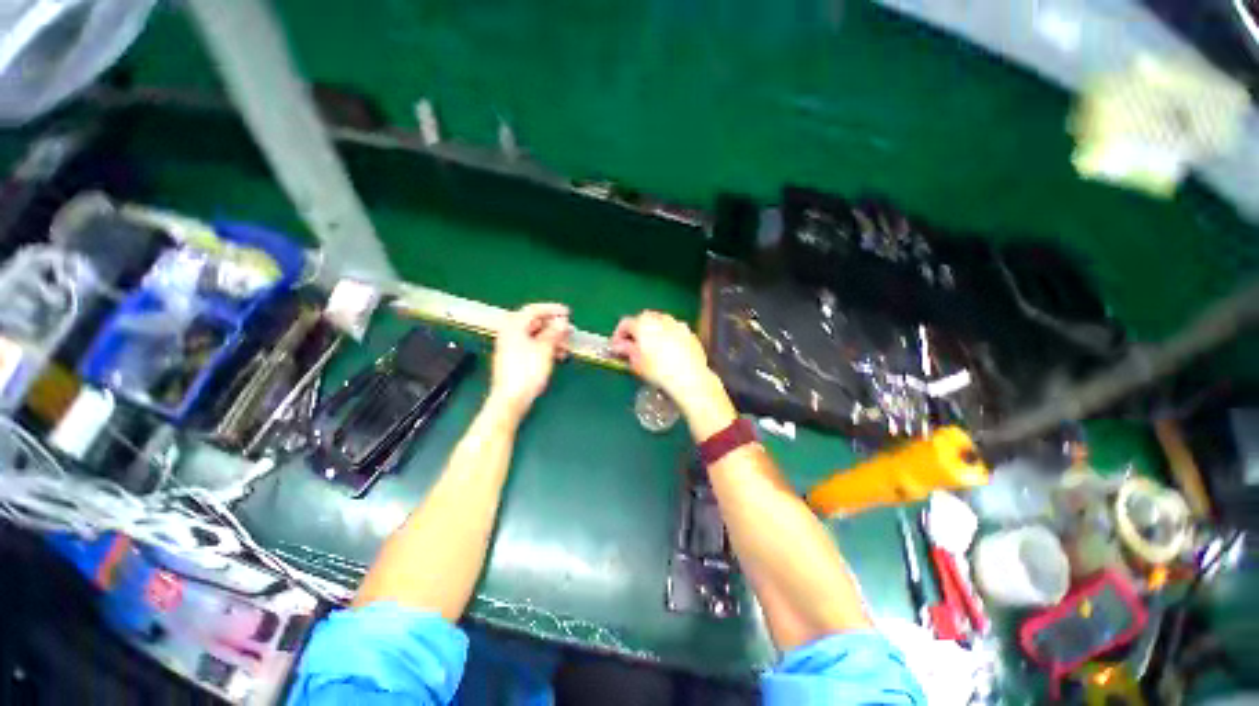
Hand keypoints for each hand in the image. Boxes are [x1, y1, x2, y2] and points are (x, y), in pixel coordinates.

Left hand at [487, 303, 570, 419]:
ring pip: (536, 336)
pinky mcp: (516, 359)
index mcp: (514, 327)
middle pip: (535, 323)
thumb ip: (554, 333)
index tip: (567, 313)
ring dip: (553, 339)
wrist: (511, 399)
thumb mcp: (545, 349)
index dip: (552, 309)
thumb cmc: (526, 372)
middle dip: (554, 326)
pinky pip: (534, 347)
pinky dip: (547, 348)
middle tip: (569, 330)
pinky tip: (559, 356)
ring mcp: (512, 347)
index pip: (533, 310)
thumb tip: (562, 322)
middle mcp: (511, 334)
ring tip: (567, 346)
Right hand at [610, 311, 714, 408]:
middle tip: (633, 345)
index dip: (618, 334)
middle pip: (644, 318)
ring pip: (661, 322)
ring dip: (653, 331)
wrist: (689, 377)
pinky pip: (674, 331)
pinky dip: (668, 337)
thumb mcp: (637, 362)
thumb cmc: (658, 370)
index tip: (616, 346)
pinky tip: (669, 352)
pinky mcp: (690, 333)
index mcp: (643, 323)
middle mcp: (661, 319)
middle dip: (636, 330)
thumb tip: (618, 346)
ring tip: (652, 348)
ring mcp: (677, 324)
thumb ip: (626, 350)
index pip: (625, 323)